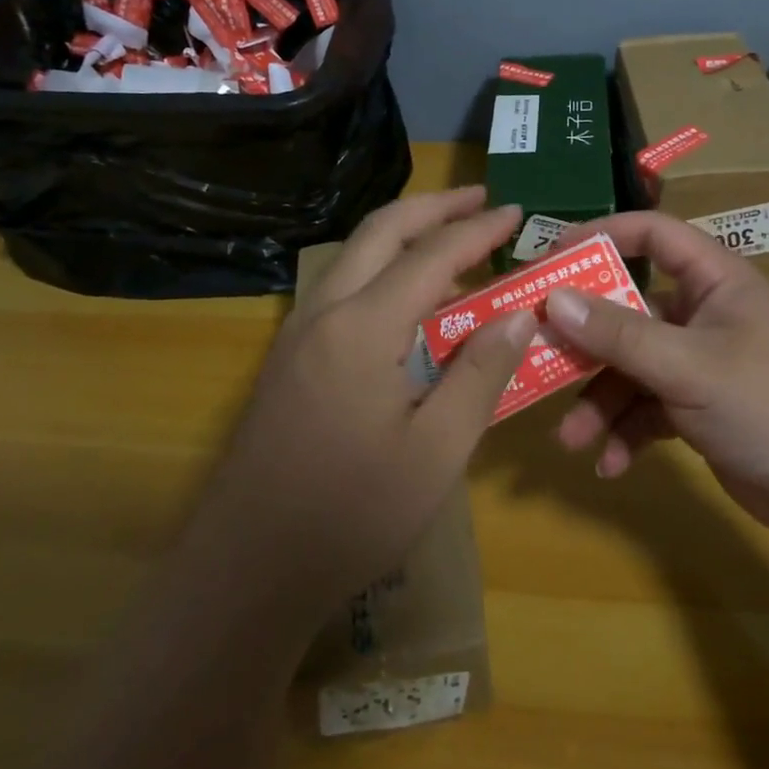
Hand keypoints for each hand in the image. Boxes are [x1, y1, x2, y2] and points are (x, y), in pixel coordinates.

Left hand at [195, 187, 535, 621]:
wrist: (248, 569)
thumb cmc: (353, 515)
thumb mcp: (437, 452)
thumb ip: (480, 375)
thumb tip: (519, 315)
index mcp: (363, 328)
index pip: (431, 256)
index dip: (478, 230)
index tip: (517, 213)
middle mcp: (324, 313)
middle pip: (381, 231)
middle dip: (434, 207)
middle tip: (481, 199)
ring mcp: (298, 333)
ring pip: (354, 254)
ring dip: (403, 233)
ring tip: (450, 236)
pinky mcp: (289, 358)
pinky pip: (341, 286)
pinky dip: (381, 268)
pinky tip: (408, 298)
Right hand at [542, 212, 768, 539]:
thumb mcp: (688, 367)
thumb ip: (619, 334)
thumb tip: (552, 299)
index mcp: (714, 281)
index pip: (652, 234)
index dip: (601, 236)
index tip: (550, 258)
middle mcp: (705, 314)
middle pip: (629, 310)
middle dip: (586, 343)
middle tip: (536, 356)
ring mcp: (702, 362)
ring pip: (633, 367)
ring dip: (601, 402)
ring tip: (573, 440)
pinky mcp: (701, 407)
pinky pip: (649, 408)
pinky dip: (628, 432)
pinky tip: (611, 465)